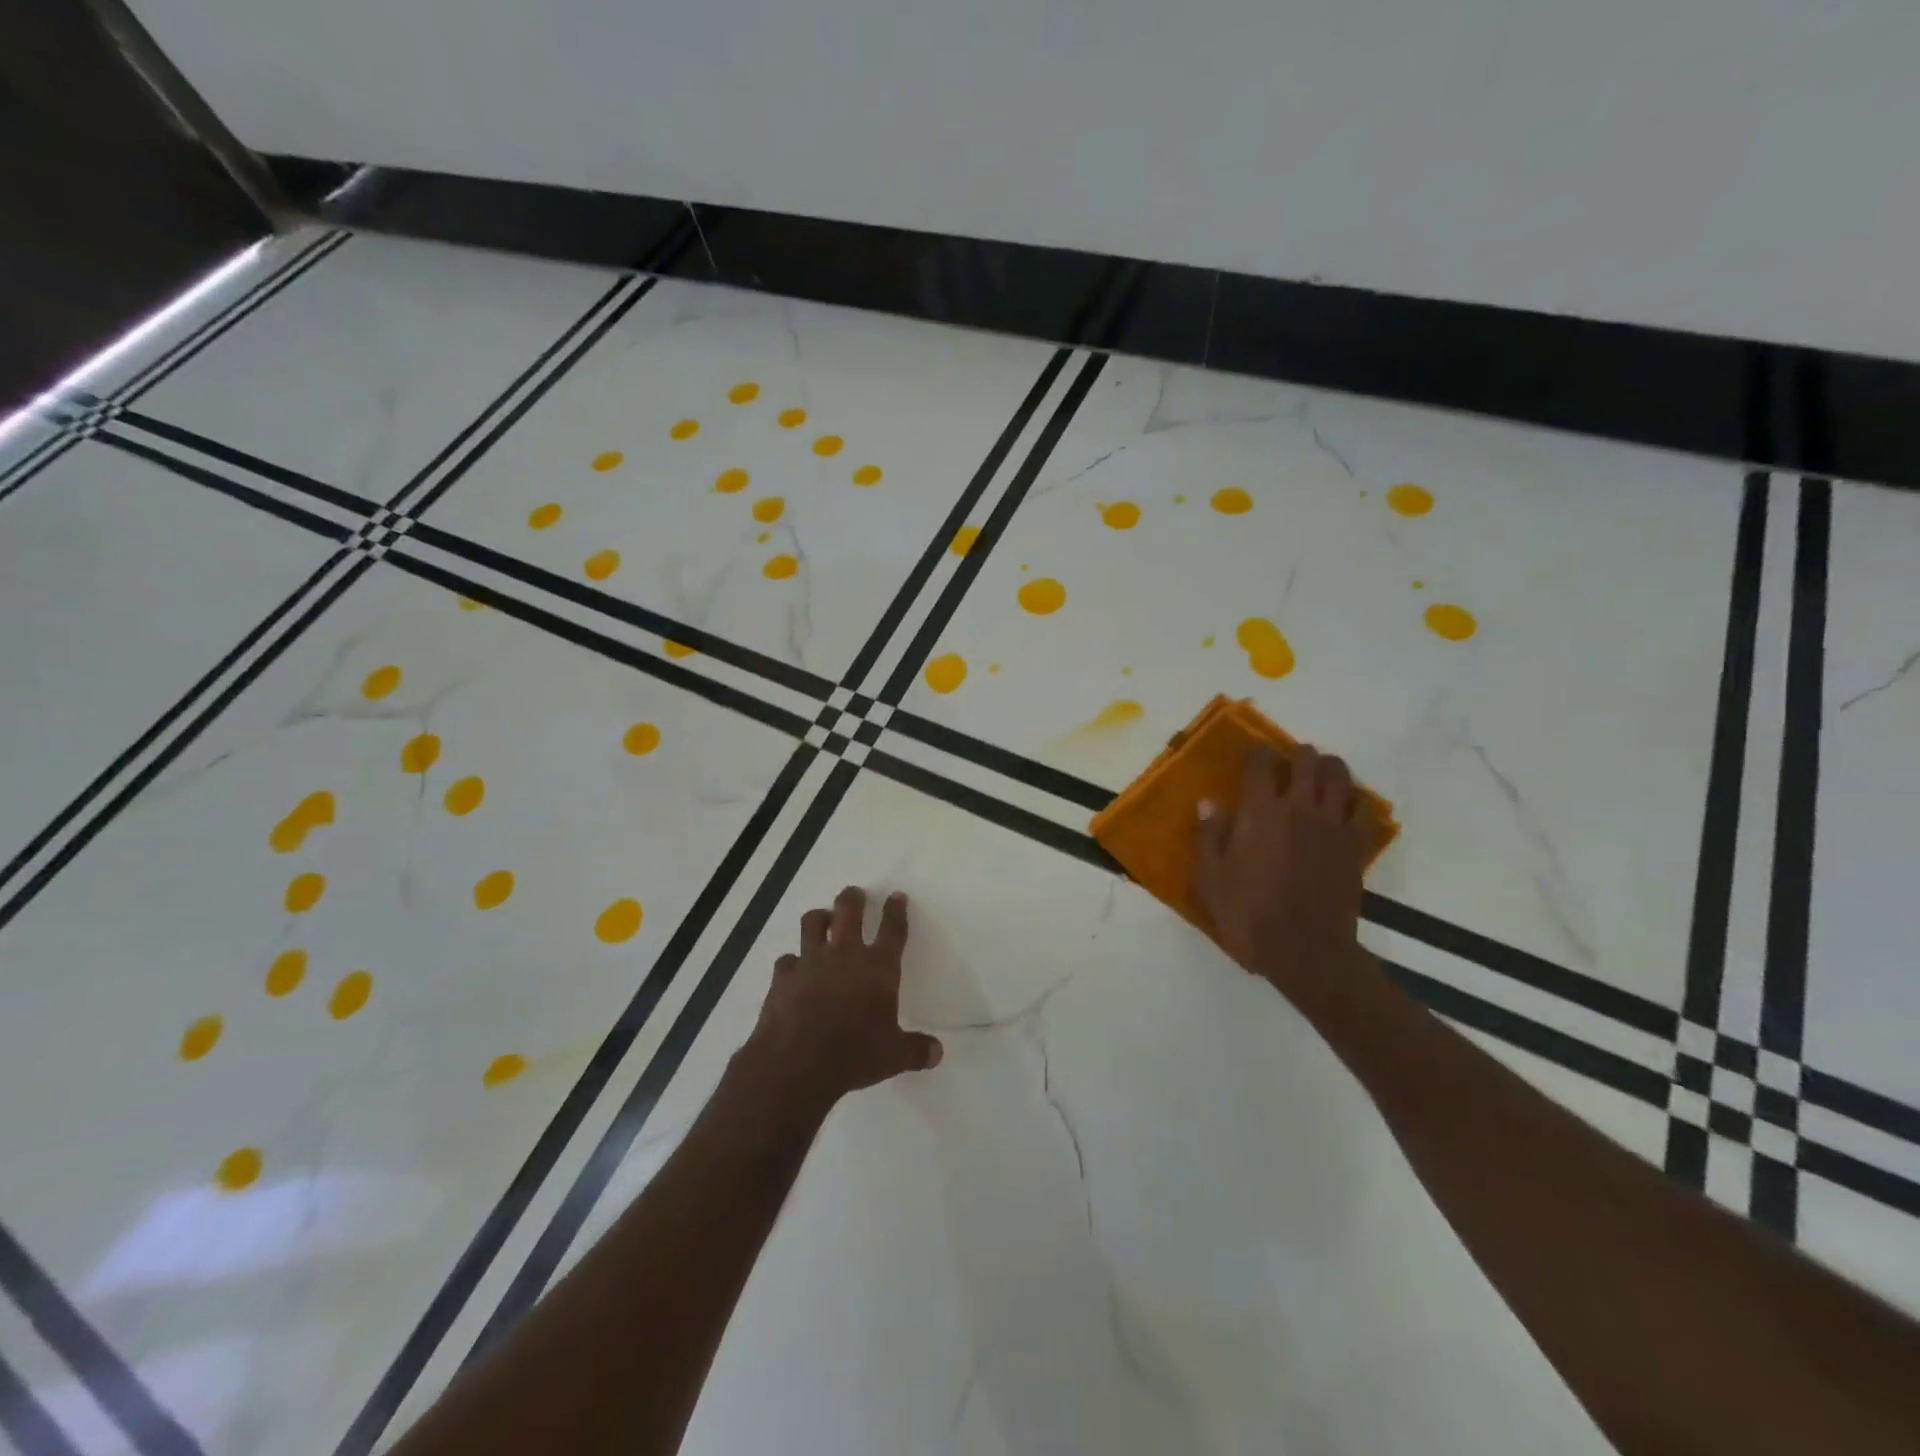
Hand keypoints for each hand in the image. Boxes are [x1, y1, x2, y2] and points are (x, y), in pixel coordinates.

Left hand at [740, 886, 942, 1113]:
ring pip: (813, 923)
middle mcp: (844, 955)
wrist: (797, 1063)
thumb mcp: (893, 1056)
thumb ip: (916, 1050)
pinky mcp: (783, 977)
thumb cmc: (854, 1055)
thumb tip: (937, 1053)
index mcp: (878, 967)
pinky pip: (787, 959)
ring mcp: (810, 962)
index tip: (896, 897)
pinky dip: (792, 962)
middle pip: (849, 911)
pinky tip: (794, 968)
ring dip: (820, 917)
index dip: (896, 910)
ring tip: (823, 919)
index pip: (892, 929)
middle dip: (853, 898)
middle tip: (855, 894)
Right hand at [1191, 743, 1372, 1015]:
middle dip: (1298, 754)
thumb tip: (1209, 803)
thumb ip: (1208, 836)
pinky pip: (1365, 810)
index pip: (1261, 765)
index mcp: (1260, 813)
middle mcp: (1299, 808)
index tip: (1254, 754)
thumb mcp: (1210, 879)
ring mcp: (1332, 826)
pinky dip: (1357, 801)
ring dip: (1329, 769)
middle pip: (1307, 762)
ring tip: (1320, 775)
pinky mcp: (1356, 847)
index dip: (1257, 753)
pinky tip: (1346, 807)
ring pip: (1340, 777)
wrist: (1304, 950)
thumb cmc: (1248, 914)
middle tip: (1289, 762)